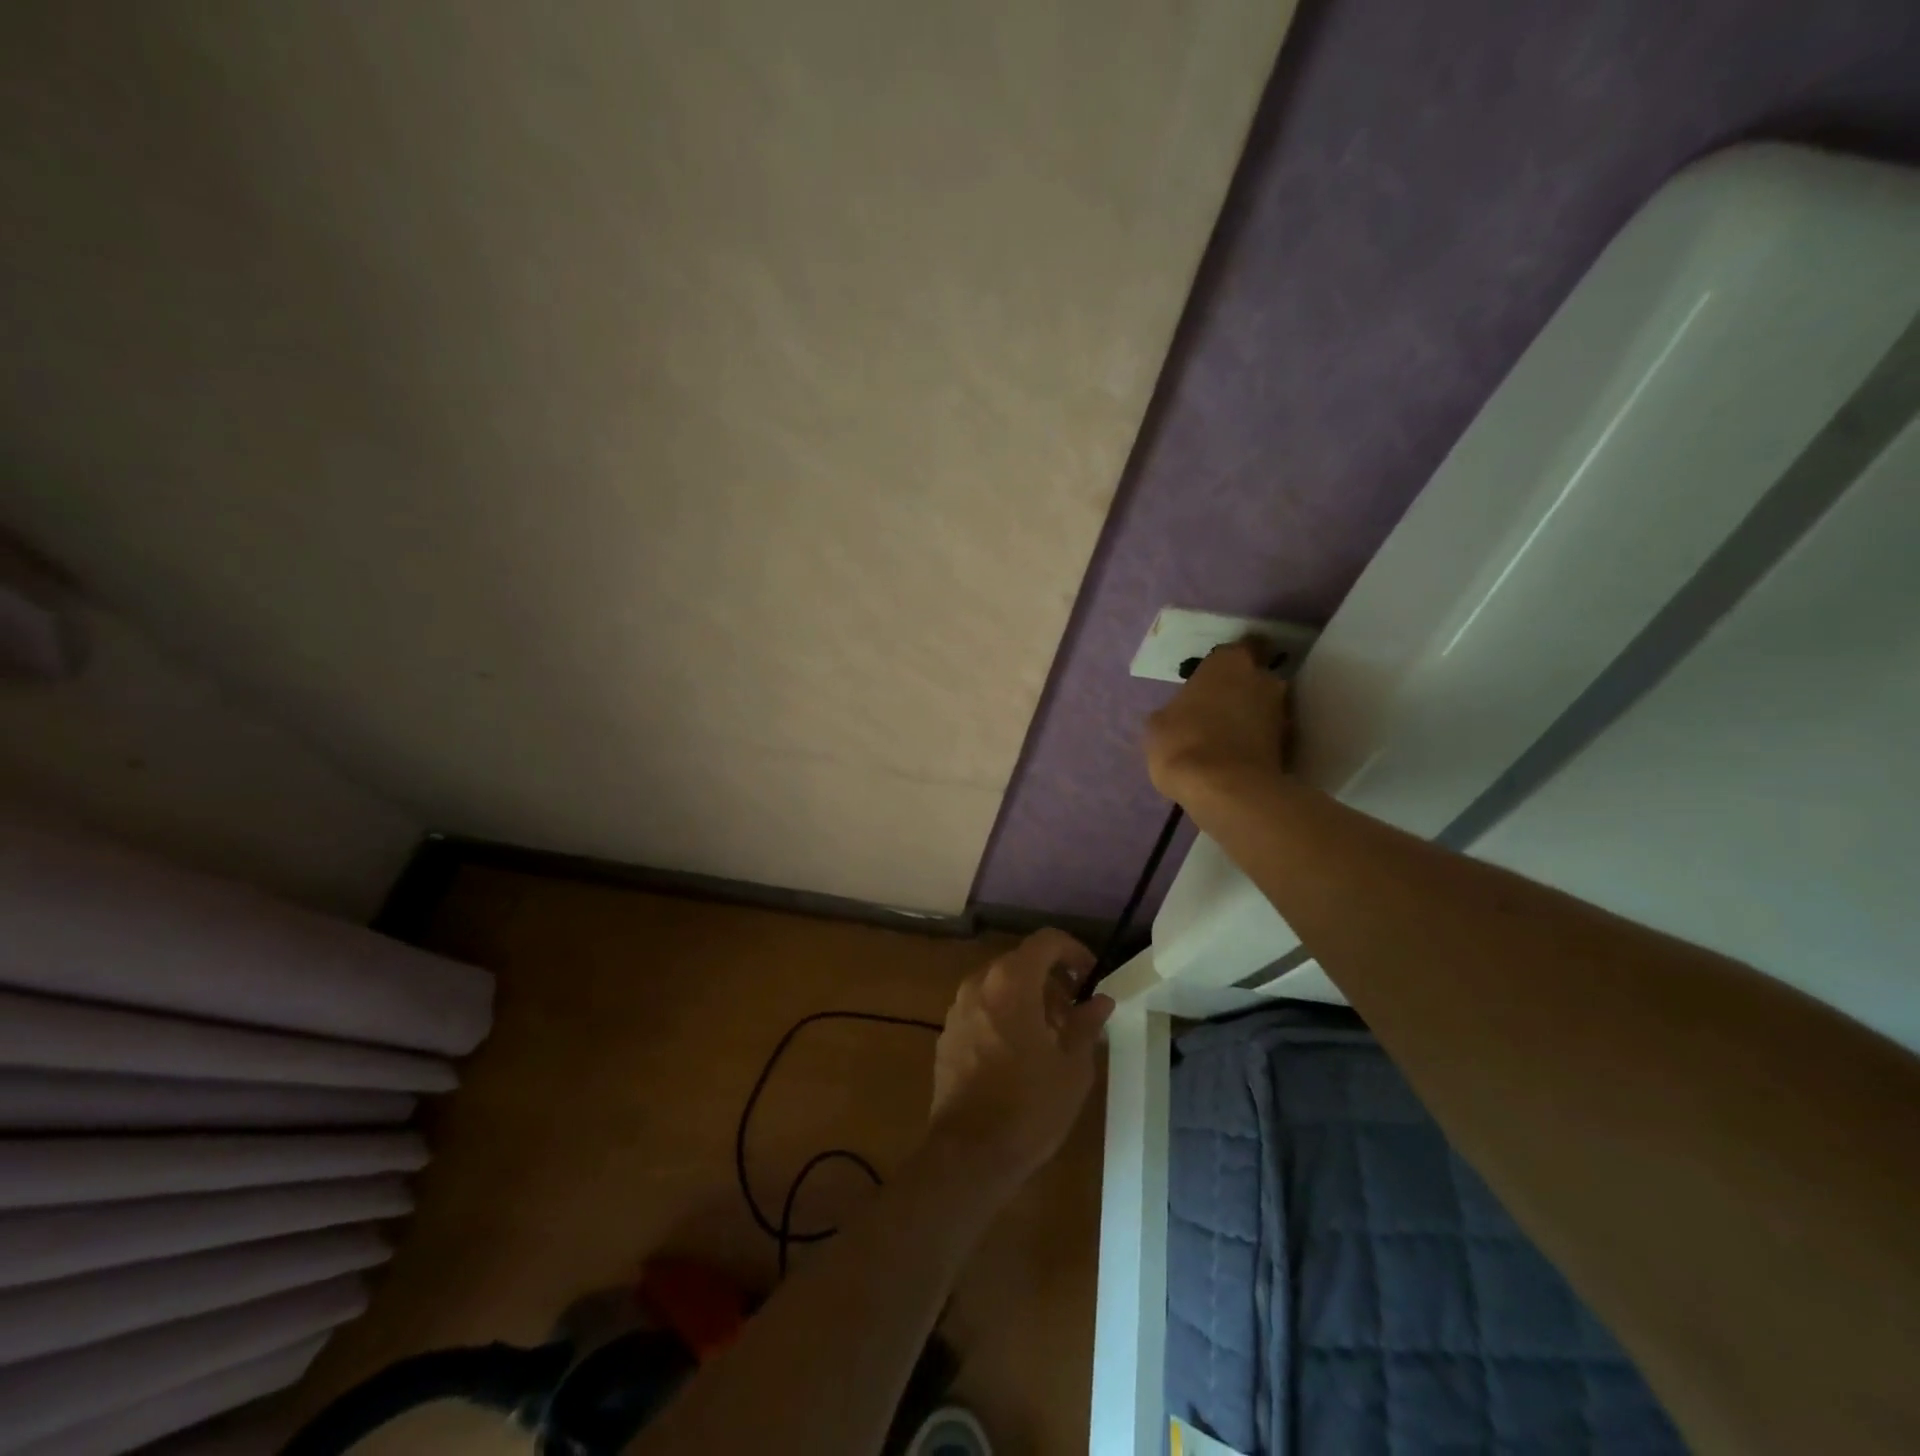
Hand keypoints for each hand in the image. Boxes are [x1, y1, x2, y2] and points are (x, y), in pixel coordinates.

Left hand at [927, 929, 1113, 1190]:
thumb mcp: (1072, 1067)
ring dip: (1028, 999)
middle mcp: (979, 984)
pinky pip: (982, 1010)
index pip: (1046, 941)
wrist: (969, 1153)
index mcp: (1011, 981)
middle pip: (1021, 963)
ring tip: (1051, 1038)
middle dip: (1051, 980)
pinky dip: (1004, 1016)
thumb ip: (1086, 1024)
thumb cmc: (1030, 1106)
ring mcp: (958, 1009)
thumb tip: (1099, 1000)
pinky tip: (1019, 1055)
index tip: (1091, 978)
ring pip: (999, 986)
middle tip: (1075, 1015)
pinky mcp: (947, 1035)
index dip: (1074, 952)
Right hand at [1145, 638, 1289, 802]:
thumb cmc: (1183, 742)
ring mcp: (1281, 712)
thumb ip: (1175, 710)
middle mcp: (1263, 678)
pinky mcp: (1289, 745)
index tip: (1206, 681)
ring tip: (1223, 738)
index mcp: (1229, 662)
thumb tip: (1181, 714)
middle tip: (1214, 710)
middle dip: (1238, 690)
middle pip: (1252, 678)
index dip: (1219, 667)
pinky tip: (1233, 757)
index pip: (1231, 650)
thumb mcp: (1158, 724)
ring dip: (1248, 717)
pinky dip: (1254, 743)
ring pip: (1262, 707)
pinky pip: (1266, 736)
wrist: (1226, 790)